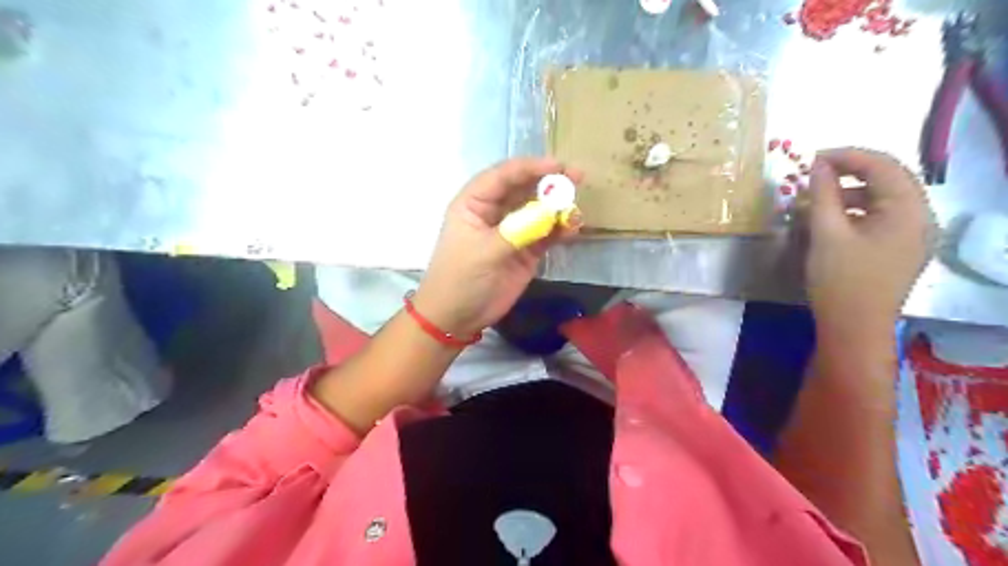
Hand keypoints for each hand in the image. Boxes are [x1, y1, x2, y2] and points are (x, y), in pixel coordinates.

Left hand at [411, 158, 582, 337]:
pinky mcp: (526, 250)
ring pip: (539, 210)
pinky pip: (547, 234)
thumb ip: (518, 230)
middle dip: (550, 183)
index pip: (503, 175)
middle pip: (525, 188)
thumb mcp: (484, 251)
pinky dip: (560, 230)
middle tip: (577, 178)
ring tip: (576, 210)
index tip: (557, 166)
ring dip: (558, 208)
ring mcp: (513, 230)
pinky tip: (573, 229)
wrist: (457, 317)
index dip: (530, 167)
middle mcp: (495, 211)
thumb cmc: (460, 278)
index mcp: (475, 203)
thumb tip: (552, 212)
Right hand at [809, 147, 932, 338]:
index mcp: (908, 210)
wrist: (854, 328)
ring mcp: (914, 236)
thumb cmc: (841, 280)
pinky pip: (882, 218)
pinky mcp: (901, 250)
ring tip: (818, 199)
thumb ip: (823, 195)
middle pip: (888, 180)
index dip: (848, 156)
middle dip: (850, 173)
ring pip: (884, 200)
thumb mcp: (827, 233)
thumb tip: (818, 166)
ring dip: (851, 193)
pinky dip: (857, 211)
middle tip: (815, 174)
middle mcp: (920, 218)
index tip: (813, 157)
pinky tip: (832, 220)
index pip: (883, 166)